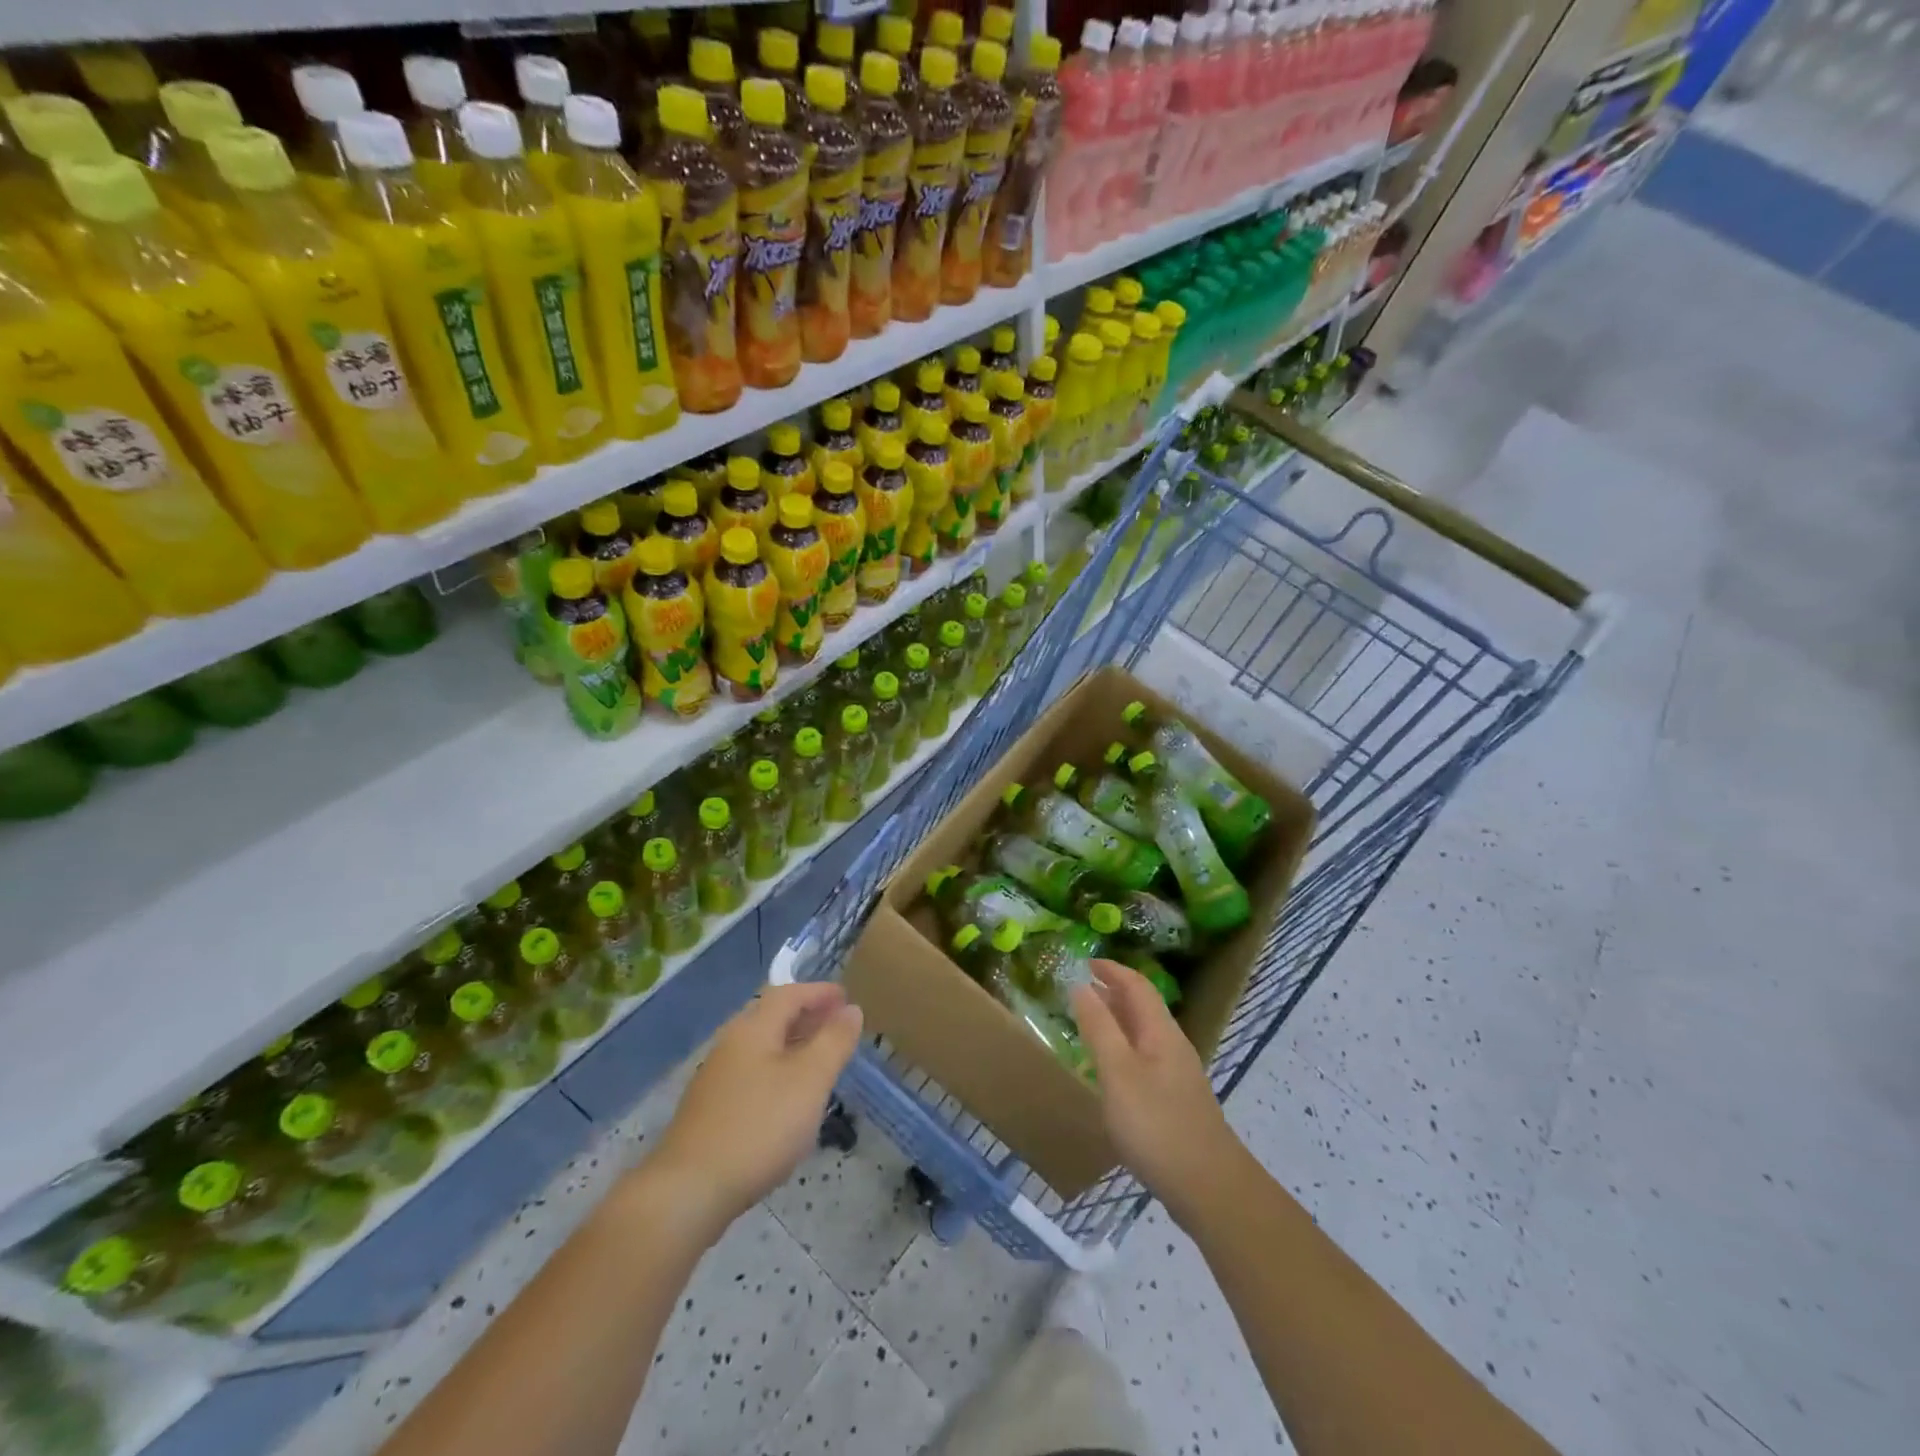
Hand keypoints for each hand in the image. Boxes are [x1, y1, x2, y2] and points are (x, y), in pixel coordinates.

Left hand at [644, 982, 862, 1236]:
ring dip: (792, 1045)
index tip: (847, 998)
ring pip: (761, 1047)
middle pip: (772, 1017)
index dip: (819, 992)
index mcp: (753, 1028)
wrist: (689, 1191)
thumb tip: (851, 1009)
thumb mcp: (810, 1080)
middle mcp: (730, 1044)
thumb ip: (833, 1041)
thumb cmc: (759, 1126)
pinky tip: (788, 1099)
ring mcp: (716, 1078)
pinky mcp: (710, 1110)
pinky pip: (752, 1073)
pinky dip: (777, 1071)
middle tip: (837, 1026)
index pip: (789, 994)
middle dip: (806, 1016)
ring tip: (820, 1061)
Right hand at [1070, 960, 1251, 1227]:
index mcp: (1160, 1031)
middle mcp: (1172, 1046)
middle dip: (1113, 992)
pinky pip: (1144, 1058)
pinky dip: (1123, 1048)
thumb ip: (1098, 1028)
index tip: (1083, 961)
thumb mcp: (1117, 1072)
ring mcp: (1177, 1076)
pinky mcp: (1176, 1102)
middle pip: (1143, 1007)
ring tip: (1088, 1023)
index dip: (1111, 969)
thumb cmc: (1157, 1124)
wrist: (1209, 1188)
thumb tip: (1080, 986)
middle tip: (1079, 988)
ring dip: (1117, 1020)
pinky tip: (1109, 1070)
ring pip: (1144, 1034)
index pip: (1137, 985)